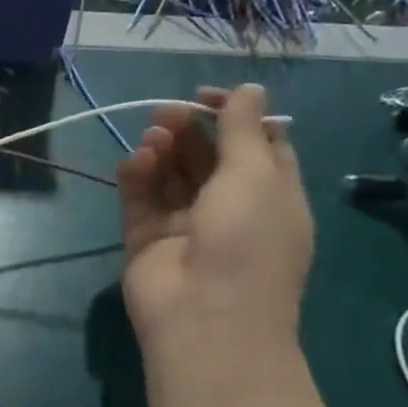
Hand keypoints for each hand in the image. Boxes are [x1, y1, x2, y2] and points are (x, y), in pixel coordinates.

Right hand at [118, 83, 312, 349]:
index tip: (205, 96)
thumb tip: (249, 88)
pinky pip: (141, 197)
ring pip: (171, 173)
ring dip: (162, 149)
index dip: (233, 114)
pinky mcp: (147, 237)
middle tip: (166, 113)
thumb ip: (244, 128)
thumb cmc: (247, 241)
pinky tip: (137, 161)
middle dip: (189, 129)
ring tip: (152, 139)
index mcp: (271, 194)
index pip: (255, 143)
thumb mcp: (256, 175)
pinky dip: (138, 174)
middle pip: (208, 155)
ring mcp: (186, 224)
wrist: (205, 318)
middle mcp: (230, 208)